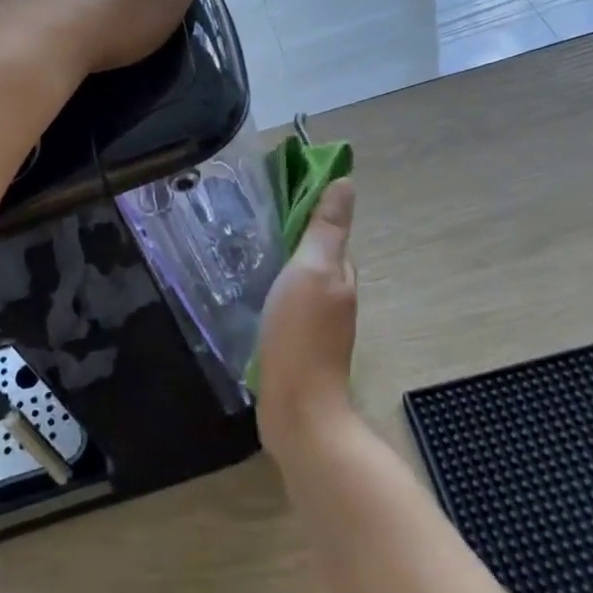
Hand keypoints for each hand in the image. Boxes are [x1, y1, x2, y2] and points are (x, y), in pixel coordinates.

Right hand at [255, 179, 357, 461]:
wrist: (298, 412)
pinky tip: (253, 297)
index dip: (308, 210)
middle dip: (292, 237)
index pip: (328, 231)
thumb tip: (346, 181)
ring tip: (247, 255)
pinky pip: (290, 307)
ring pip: (302, 282)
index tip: (276, 193)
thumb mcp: (312, 270)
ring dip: (283, 266)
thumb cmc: (301, 334)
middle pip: (316, 256)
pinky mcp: (301, 348)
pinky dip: (276, 294)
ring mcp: (320, 326)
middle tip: (253, 222)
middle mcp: (336, 297)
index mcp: (340, 274)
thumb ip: (326, 228)